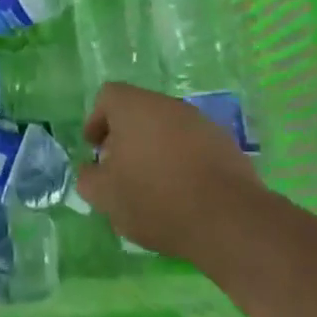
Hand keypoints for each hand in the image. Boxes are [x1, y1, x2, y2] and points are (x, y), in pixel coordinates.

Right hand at [79, 83, 262, 260]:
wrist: (227, 219)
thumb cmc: (155, 199)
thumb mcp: (106, 196)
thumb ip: (89, 178)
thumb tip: (91, 170)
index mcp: (134, 107)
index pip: (108, 96)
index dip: (96, 121)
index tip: (95, 149)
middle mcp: (168, 105)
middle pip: (139, 111)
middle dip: (125, 137)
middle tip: (119, 169)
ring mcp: (201, 122)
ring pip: (167, 128)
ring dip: (154, 149)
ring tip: (151, 185)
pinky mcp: (225, 144)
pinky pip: (192, 145)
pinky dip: (181, 161)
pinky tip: (181, 192)